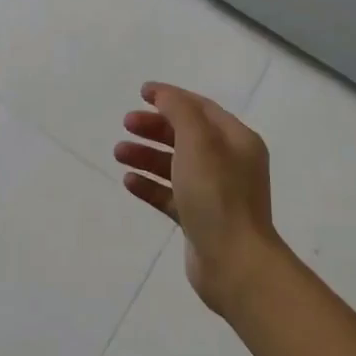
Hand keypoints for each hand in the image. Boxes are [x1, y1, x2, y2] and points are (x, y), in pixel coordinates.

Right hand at [114, 81, 288, 313]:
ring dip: (147, 155)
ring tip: (118, 152)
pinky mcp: (200, 219)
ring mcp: (215, 193)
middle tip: (126, 123)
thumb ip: (180, 112)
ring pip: (176, 165)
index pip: (201, 108)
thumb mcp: (198, 142)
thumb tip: (164, 95)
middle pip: (187, 135)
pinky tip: (129, 182)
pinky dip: (150, 185)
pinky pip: (171, 195)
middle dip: (155, 127)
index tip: (141, 92)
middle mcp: (229, 163)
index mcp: (237, 140)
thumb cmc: (217, 194)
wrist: (234, 262)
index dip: (171, 97)